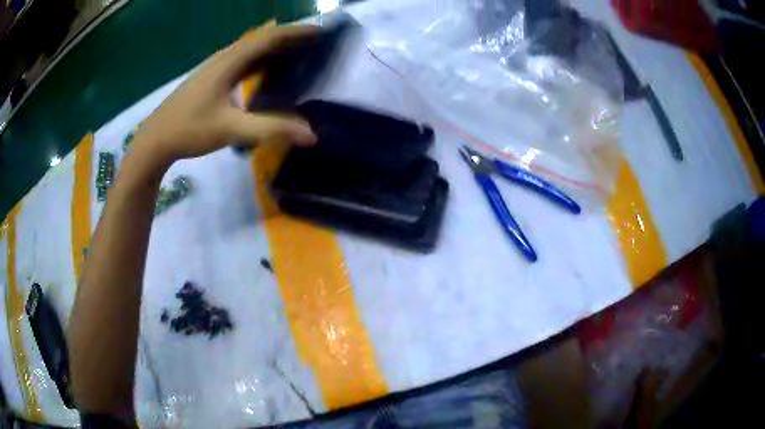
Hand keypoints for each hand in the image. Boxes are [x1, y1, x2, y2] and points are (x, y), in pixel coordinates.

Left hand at [133, 25, 318, 165]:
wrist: (155, 139)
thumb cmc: (189, 130)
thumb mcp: (230, 129)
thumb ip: (271, 129)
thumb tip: (311, 134)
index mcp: (229, 62)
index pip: (269, 38)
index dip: (297, 33)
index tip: (322, 32)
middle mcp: (223, 58)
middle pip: (261, 39)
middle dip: (290, 37)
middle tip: (316, 42)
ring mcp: (215, 67)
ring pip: (251, 49)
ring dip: (274, 48)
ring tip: (297, 52)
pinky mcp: (211, 78)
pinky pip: (242, 61)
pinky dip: (261, 60)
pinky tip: (266, 71)